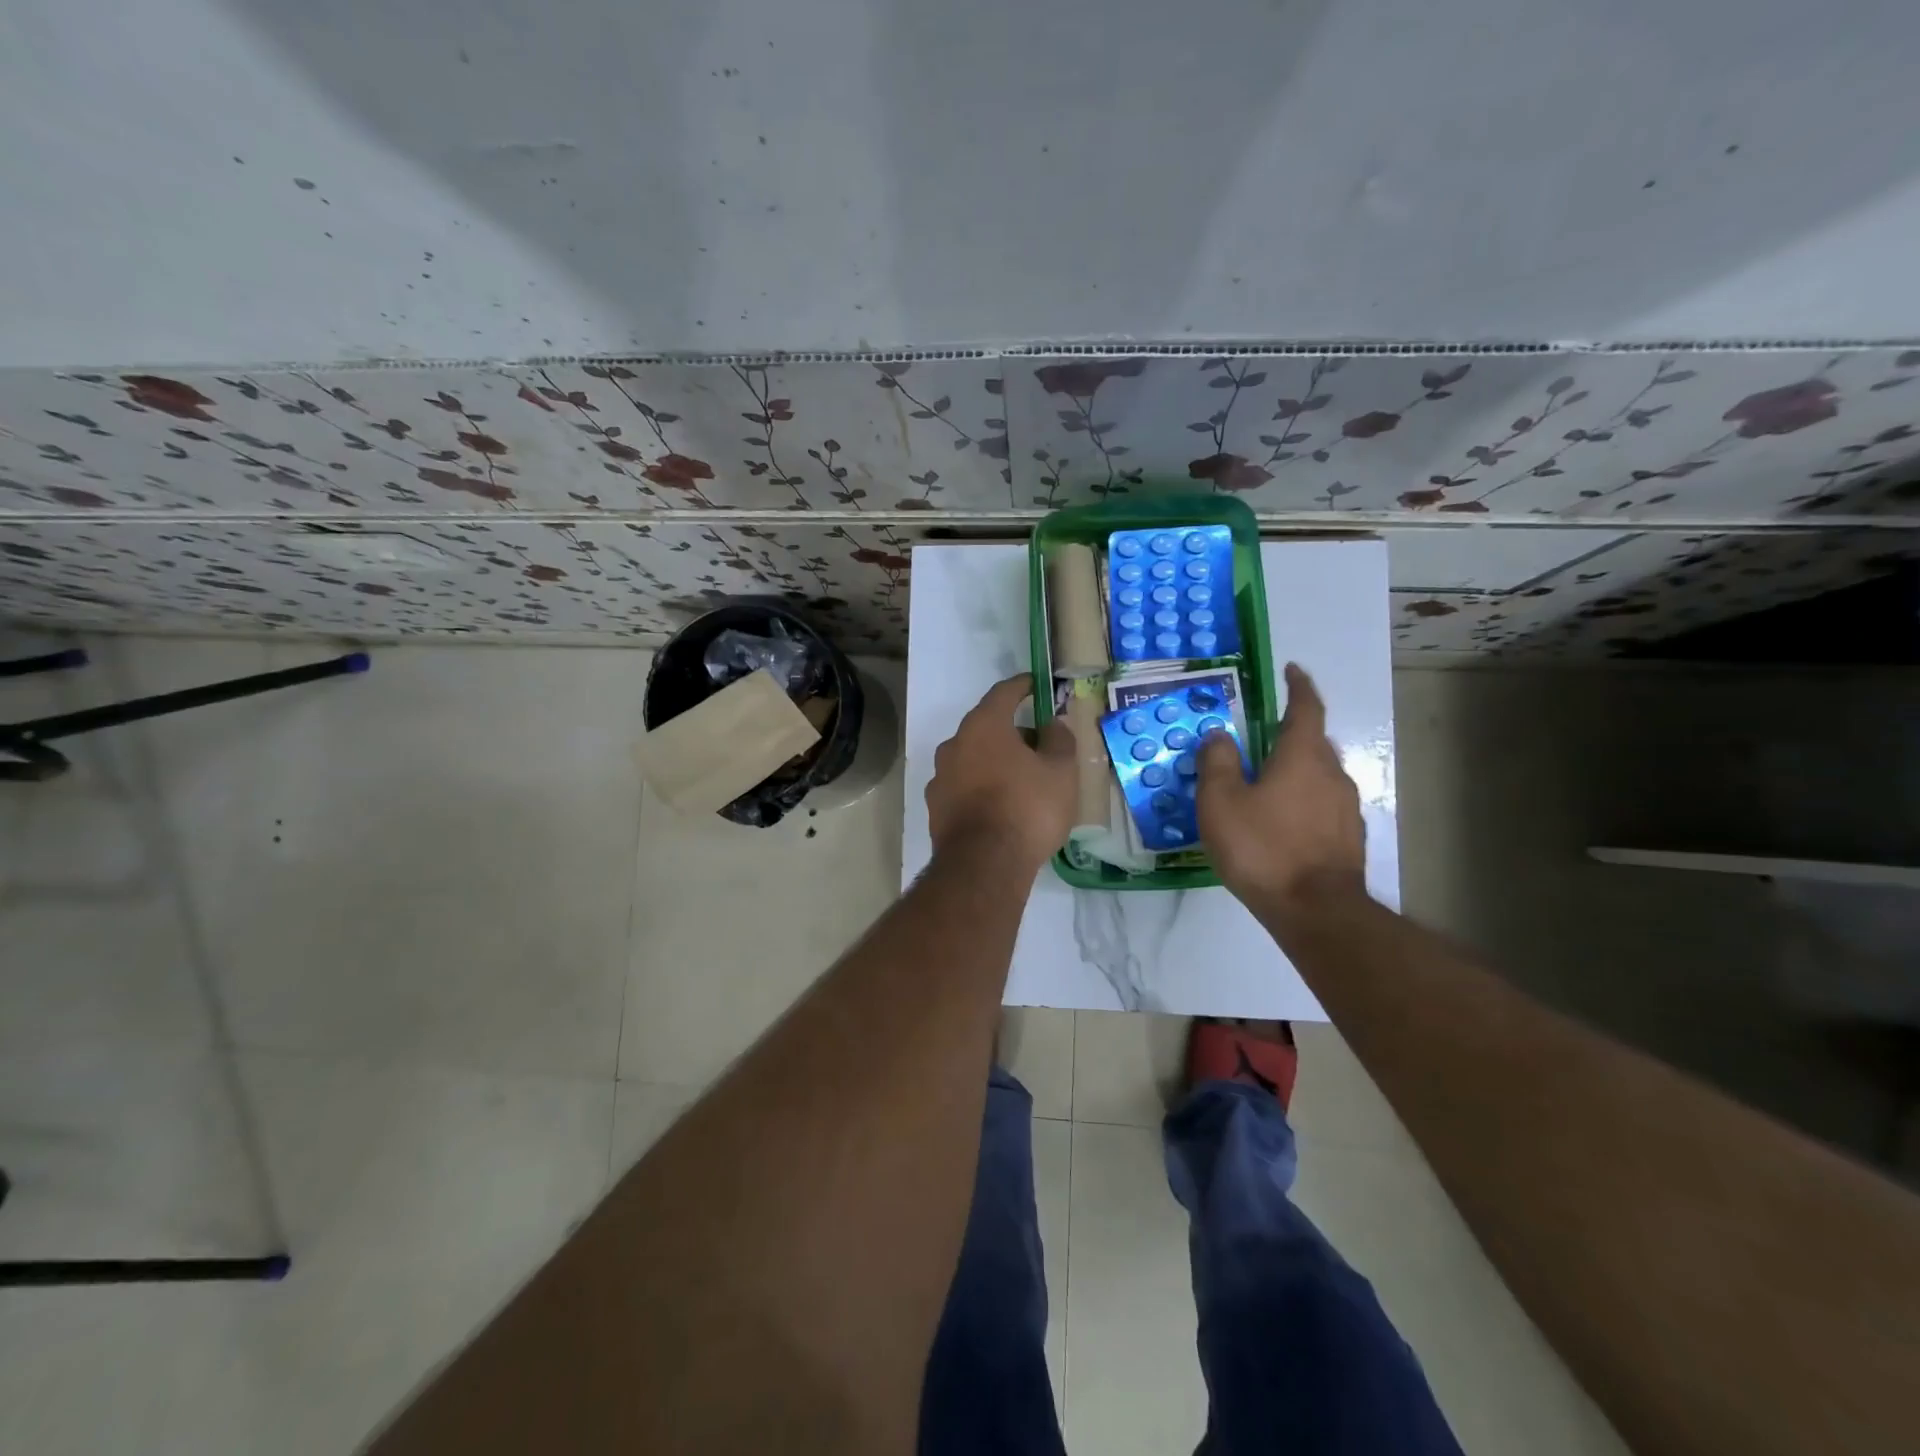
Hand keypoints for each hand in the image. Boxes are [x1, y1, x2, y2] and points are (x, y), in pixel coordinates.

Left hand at [927, 674, 1076, 869]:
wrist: (984, 866)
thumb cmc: (1027, 808)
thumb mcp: (1060, 771)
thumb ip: (1059, 740)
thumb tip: (1053, 723)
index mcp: (983, 726)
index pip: (1003, 693)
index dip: (1022, 686)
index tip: (1035, 685)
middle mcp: (954, 745)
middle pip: (986, 727)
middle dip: (1012, 732)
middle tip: (1039, 746)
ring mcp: (940, 777)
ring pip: (973, 758)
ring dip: (995, 762)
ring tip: (1022, 781)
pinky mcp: (936, 808)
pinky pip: (964, 787)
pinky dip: (982, 788)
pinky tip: (1001, 807)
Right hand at [1197, 663, 1365, 918]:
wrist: (1315, 910)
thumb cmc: (1262, 848)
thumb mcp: (1221, 801)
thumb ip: (1218, 761)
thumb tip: (1221, 734)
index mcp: (1302, 756)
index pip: (1306, 708)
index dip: (1298, 686)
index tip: (1291, 670)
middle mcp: (1332, 774)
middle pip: (1314, 741)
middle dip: (1290, 734)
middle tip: (1261, 739)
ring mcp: (1346, 808)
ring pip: (1319, 775)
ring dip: (1296, 771)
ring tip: (1266, 785)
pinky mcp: (1348, 838)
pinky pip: (1323, 805)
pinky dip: (1303, 801)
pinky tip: (1282, 823)